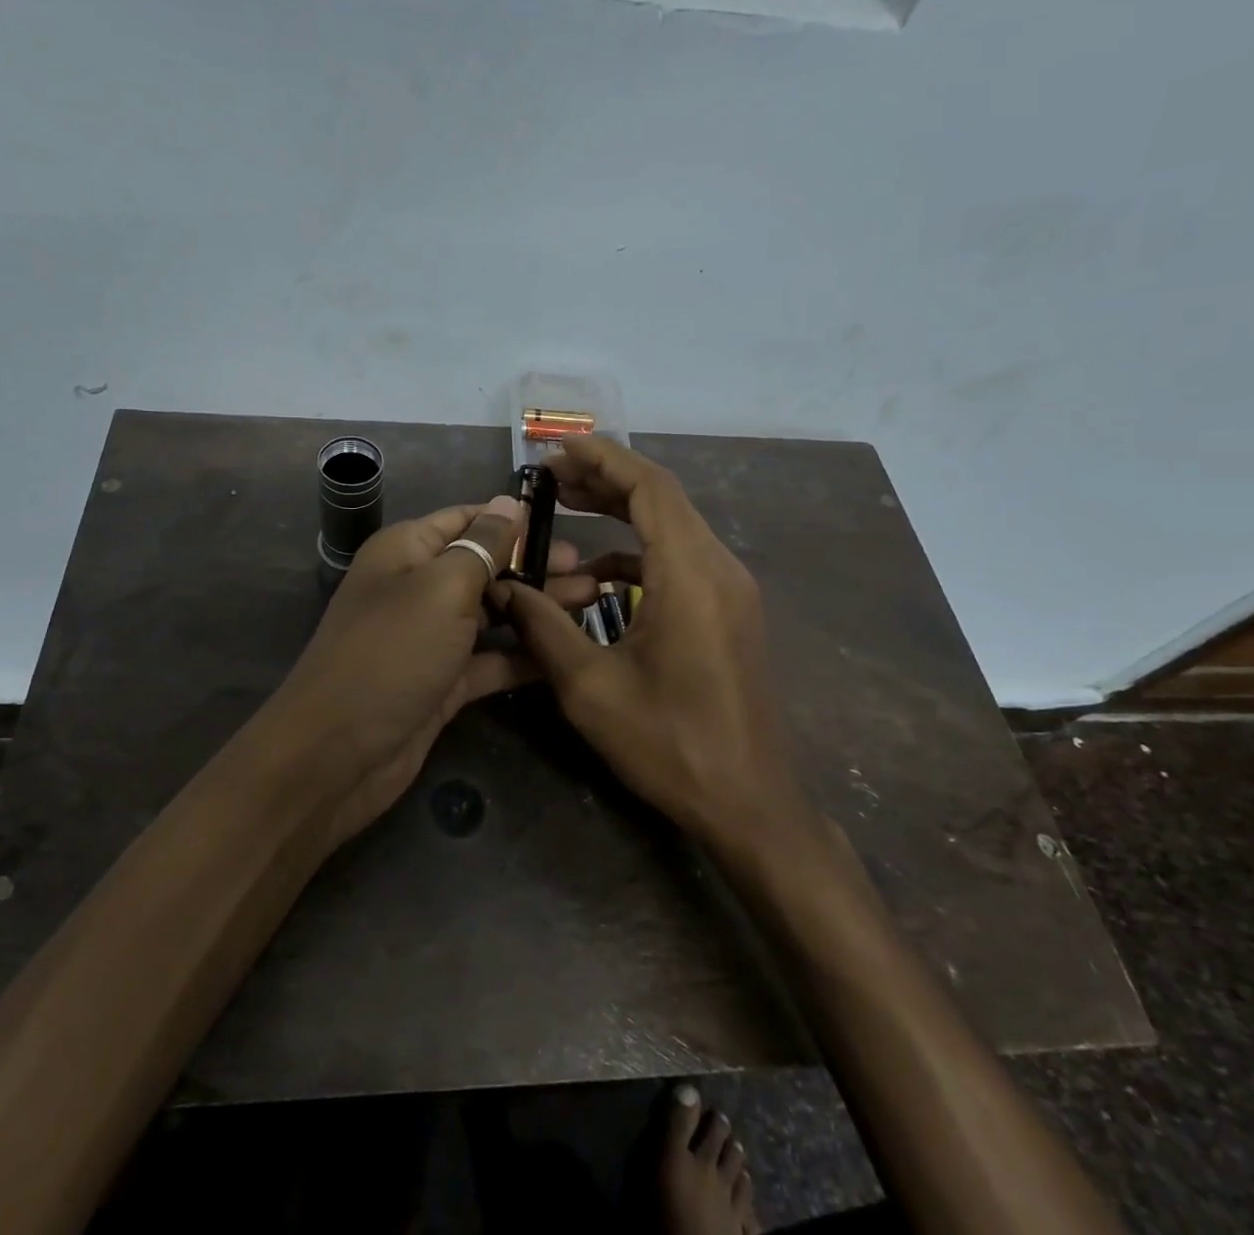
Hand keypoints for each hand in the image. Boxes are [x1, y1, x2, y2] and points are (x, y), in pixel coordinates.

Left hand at [260, 495, 573, 846]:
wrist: (337, 756)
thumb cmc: (391, 654)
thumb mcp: (441, 589)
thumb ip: (483, 545)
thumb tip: (511, 501)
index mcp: (407, 551)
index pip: (468, 519)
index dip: (514, 519)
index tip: (566, 523)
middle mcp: (418, 587)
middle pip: (485, 565)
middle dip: (535, 565)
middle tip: (592, 571)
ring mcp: (431, 637)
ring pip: (493, 612)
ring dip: (537, 607)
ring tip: (593, 601)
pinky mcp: (443, 681)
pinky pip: (490, 659)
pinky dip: (523, 654)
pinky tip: (566, 650)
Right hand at [496, 437, 812, 847]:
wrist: (749, 804)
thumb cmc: (669, 745)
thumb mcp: (589, 688)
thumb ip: (542, 626)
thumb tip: (503, 587)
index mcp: (690, 575)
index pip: (649, 488)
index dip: (603, 459)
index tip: (557, 449)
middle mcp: (718, 568)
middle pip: (662, 499)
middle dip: (606, 480)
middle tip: (551, 478)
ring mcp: (730, 589)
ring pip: (672, 527)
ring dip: (621, 515)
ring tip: (568, 511)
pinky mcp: (729, 611)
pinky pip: (681, 560)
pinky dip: (638, 555)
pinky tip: (598, 578)